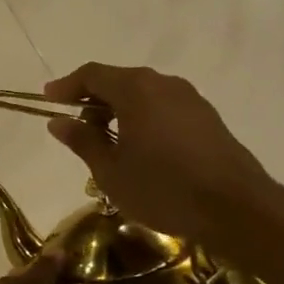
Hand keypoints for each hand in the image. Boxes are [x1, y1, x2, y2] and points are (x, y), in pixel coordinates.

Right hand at [42, 63, 281, 255]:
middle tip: (74, 124)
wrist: (235, 208)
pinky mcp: (206, 117)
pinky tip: (138, 147)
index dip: (66, 86)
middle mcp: (163, 84)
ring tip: (104, 140)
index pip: (92, 74)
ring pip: (142, 93)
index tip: (48, 100)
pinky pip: (163, 107)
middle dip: (92, 98)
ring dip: (118, 109)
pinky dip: (142, 117)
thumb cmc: (162, 188)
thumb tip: (59, 122)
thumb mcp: (110, 170)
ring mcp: (189, 99)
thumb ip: (82, 141)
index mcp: (135, 89)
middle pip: (118, 80)